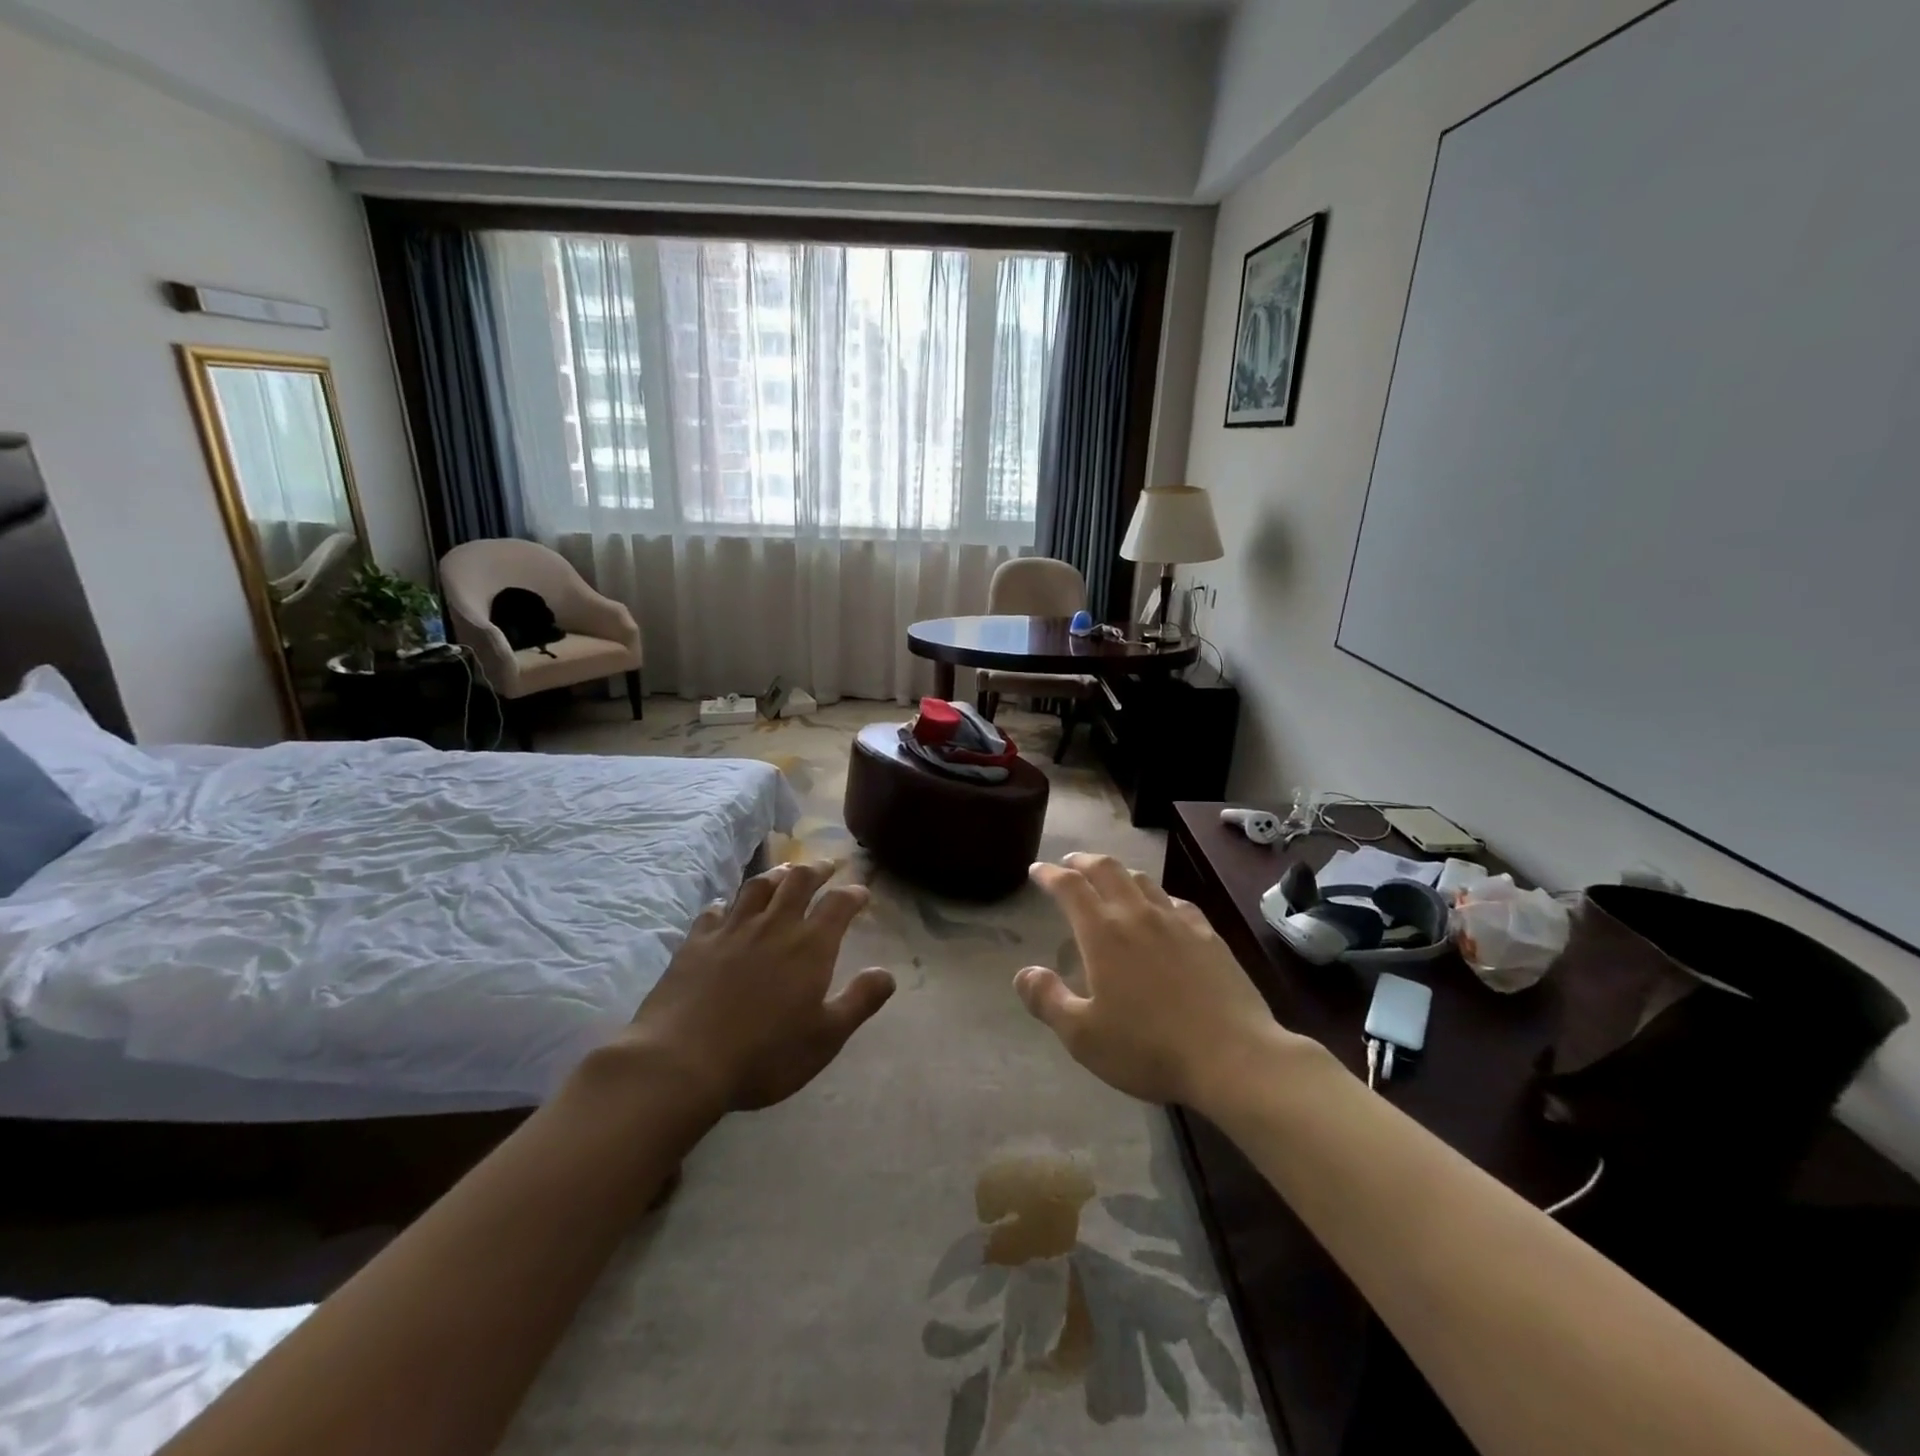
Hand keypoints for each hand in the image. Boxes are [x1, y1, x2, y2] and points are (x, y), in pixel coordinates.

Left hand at [626, 861, 895, 1112]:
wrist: (681, 1062)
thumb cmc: (765, 1055)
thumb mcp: (826, 1038)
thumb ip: (859, 1001)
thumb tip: (887, 973)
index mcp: (809, 946)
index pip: (838, 904)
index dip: (853, 893)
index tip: (861, 892)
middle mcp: (773, 926)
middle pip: (798, 881)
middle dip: (817, 869)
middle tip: (827, 866)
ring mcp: (731, 930)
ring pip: (757, 887)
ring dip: (776, 875)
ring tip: (784, 872)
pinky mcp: (696, 942)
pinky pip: (714, 911)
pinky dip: (726, 903)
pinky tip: (726, 907)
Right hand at [1016, 853, 1295, 1112]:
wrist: (1233, 1057)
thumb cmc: (1149, 1049)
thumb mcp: (1083, 1037)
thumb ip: (1048, 1000)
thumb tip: (1024, 973)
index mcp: (1103, 933)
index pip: (1069, 887)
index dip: (1049, 874)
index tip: (1037, 869)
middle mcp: (1137, 915)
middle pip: (1106, 869)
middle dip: (1082, 861)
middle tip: (1069, 863)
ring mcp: (1177, 921)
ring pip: (1142, 879)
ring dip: (1118, 872)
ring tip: (1109, 879)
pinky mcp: (1208, 935)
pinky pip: (1175, 901)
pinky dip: (1156, 895)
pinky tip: (1161, 908)